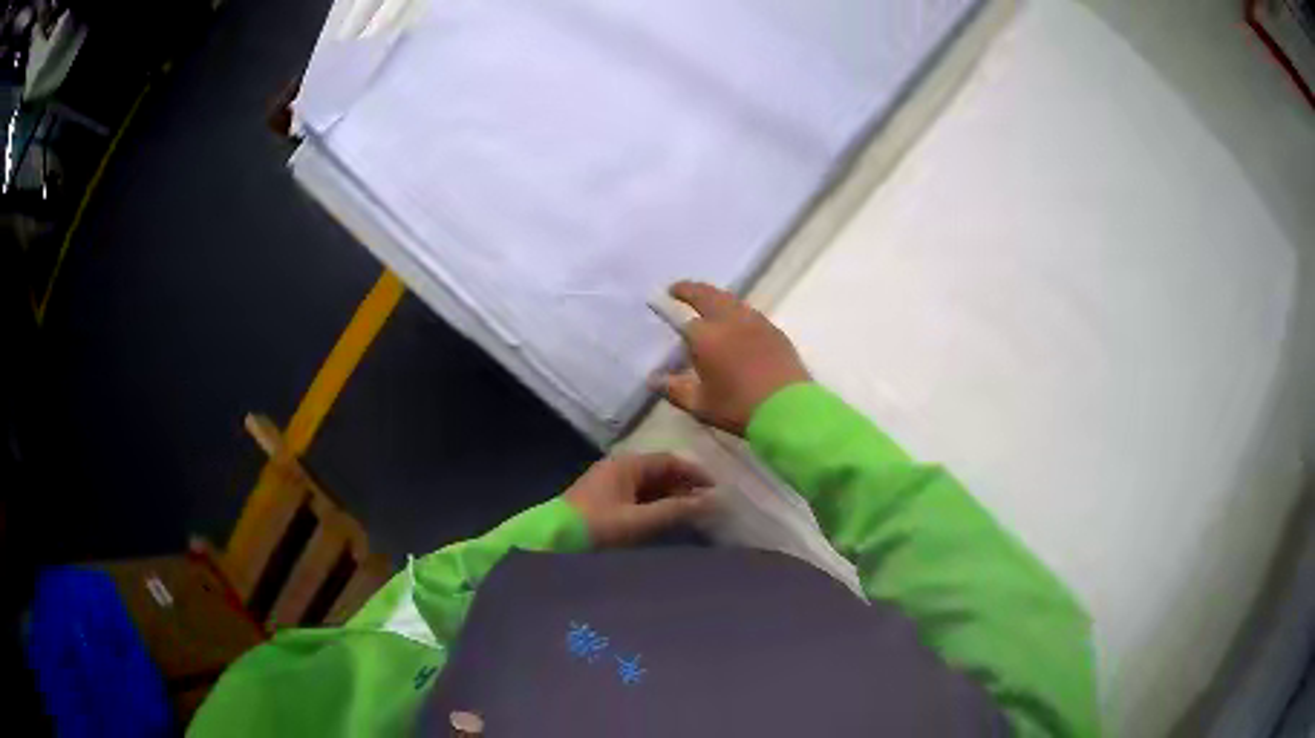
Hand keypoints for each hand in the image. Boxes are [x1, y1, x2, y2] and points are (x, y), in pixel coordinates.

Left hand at [563, 453, 713, 546]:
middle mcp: (618, 469)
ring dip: (671, 499)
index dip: (695, 473)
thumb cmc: (597, 528)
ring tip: (691, 516)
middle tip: (707, 507)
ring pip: (649, 487)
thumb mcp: (639, 521)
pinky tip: (665, 522)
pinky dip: (655, 507)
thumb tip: (710, 501)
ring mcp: (608, 485)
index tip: (716, 490)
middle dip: (684, 487)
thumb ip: (675, 511)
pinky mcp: (602, 502)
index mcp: (626, 465)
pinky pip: (637, 498)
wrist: (552, 542)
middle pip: (659, 472)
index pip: (669, 461)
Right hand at [655, 281, 810, 435]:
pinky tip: (735, 321)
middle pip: (707, 295)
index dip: (675, 319)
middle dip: (690, 289)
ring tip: (706, 300)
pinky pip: (749, 311)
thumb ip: (674, 389)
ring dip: (714, 296)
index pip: (685, 322)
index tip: (666, 313)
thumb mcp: (700, 405)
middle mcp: (729, 320)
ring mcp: (755, 322)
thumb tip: (654, 379)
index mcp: (706, 336)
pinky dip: (735, 309)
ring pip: (730, 300)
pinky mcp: (774, 330)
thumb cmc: (738, 408)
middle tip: (677, 288)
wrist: (788, 409)